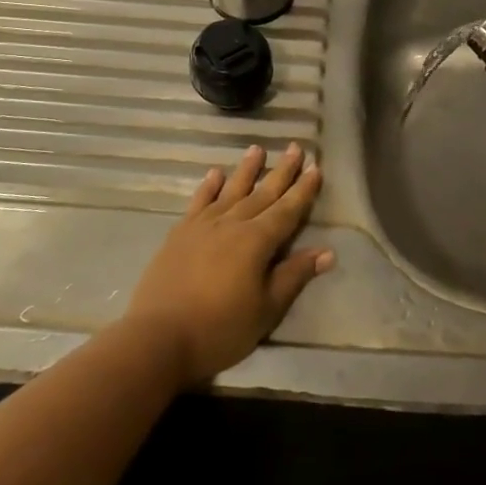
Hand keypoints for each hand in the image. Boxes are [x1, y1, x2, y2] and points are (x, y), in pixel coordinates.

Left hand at [123, 144, 331, 384]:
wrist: (158, 337)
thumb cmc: (220, 329)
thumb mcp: (266, 309)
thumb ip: (294, 276)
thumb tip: (327, 251)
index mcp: (257, 241)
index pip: (287, 210)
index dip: (303, 190)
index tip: (316, 168)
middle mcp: (232, 224)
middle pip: (262, 193)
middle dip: (282, 171)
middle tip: (296, 147)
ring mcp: (203, 226)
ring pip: (231, 190)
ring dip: (246, 170)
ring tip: (257, 148)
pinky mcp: (179, 234)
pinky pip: (198, 201)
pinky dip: (208, 186)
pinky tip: (215, 174)